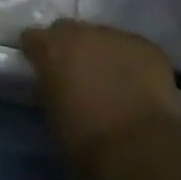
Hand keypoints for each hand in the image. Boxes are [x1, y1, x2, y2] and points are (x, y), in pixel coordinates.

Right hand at [20, 22, 180, 171]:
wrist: (140, 149)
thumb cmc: (85, 139)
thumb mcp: (51, 114)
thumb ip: (49, 87)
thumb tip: (53, 83)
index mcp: (51, 47)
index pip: (32, 37)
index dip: (36, 54)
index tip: (41, 70)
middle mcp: (82, 32)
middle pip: (68, 30)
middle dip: (69, 47)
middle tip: (77, 74)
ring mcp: (118, 36)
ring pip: (103, 38)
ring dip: (102, 54)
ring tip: (112, 81)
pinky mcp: (148, 48)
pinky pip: (133, 50)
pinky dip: (131, 63)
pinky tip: (138, 86)